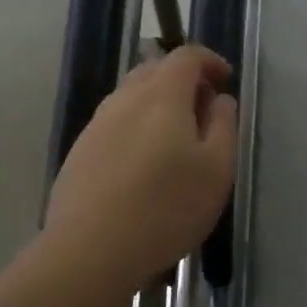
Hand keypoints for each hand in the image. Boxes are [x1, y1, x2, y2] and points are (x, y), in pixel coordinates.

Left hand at [44, 45, 239, 293]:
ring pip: (131, 96)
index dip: (209, 61)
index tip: (225, 80)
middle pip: (154, 69)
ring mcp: (96, 125)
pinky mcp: (80, 151)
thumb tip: (220, 99)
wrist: (90, 250)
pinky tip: (143, 163)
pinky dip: (136, 126)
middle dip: (183, 79)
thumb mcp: (216, 170)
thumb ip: (223, 126)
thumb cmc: (166, 208)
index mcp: (161, 95)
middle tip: (203, 109)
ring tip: (175, 138)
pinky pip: (114, 123)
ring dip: (157, 103)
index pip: (186, 55)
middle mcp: (124, 99)